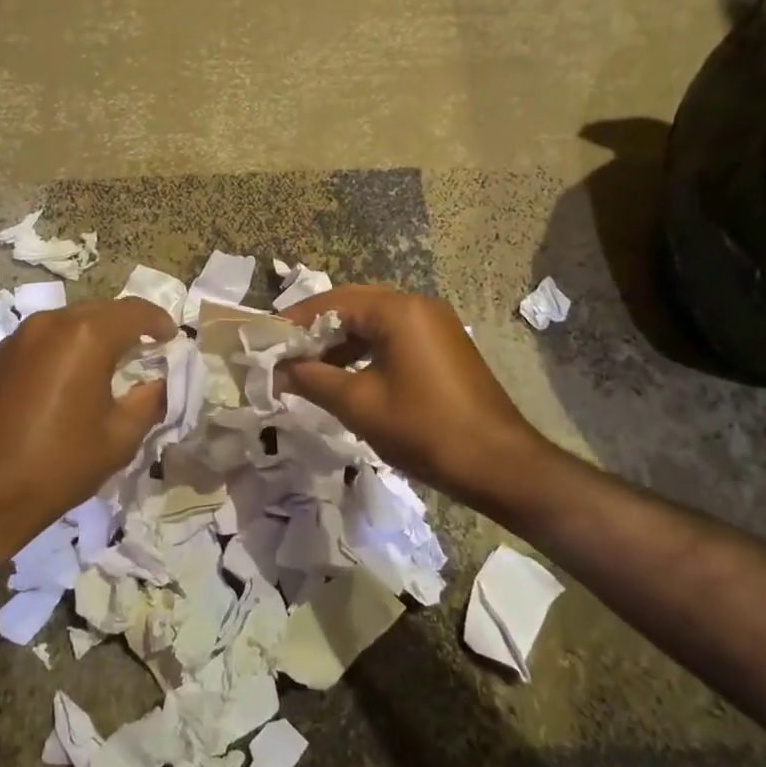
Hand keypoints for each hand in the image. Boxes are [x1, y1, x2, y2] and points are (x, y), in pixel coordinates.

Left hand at [0, 298, 172, 560]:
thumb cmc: (56, 467)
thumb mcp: (119, 439)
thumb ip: (149, 401)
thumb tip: (159, 382)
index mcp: (85, 337)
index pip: (134, 311)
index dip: (159, 321)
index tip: (172, 338)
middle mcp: (49, 324)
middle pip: (99, 312)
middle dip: (126, 327)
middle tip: (144, 351)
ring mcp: (15, 339)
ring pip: (66, 324)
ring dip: (91, 337)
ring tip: (106, 365)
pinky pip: (39, 342)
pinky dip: (61, 351)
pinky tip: (64, 382)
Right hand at [278, 285, 550, 500]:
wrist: (499, 464)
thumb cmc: (423, 428)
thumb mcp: (358, 404)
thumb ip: (312, 380)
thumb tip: (277, 370)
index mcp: (397, 310)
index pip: (332, 302)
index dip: (295, 321)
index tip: (266, 341)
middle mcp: (418, 306)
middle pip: (353, 306)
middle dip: (316, 330)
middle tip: (285, 354)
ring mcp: (436, 326)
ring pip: (374, 323)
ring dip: (341, 342)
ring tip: (310, 369)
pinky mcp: (445, 347)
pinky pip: (395, 338)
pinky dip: (366, 352)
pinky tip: (347, 377)